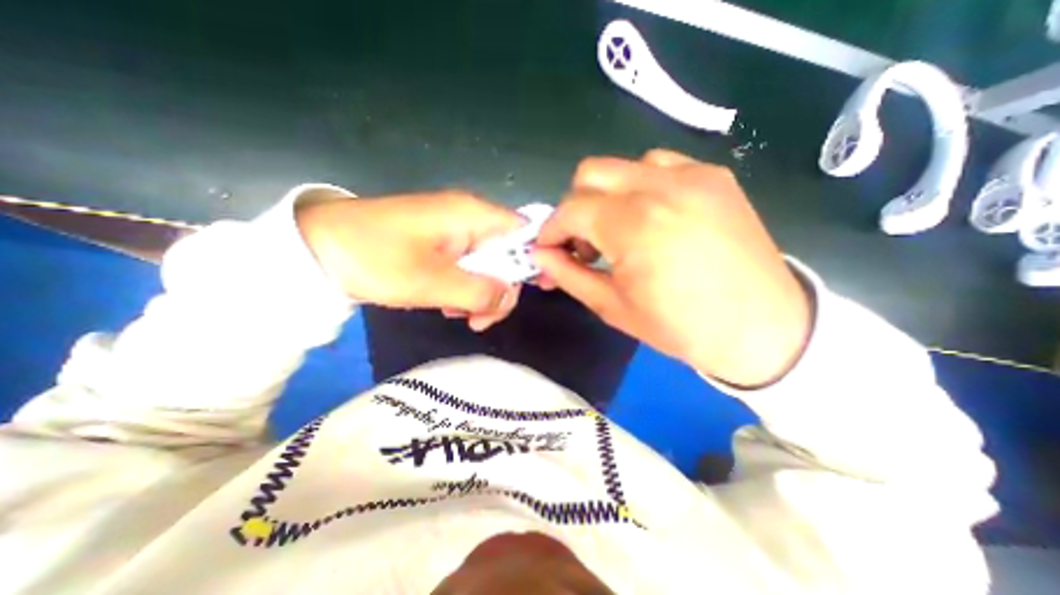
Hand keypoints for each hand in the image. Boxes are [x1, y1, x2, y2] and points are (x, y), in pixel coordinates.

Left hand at [294, 189, 526, 329]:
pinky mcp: (441, 245)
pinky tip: (446, 304)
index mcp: (472, 216)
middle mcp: (469, 219)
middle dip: (500, 289)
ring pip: (488, 265)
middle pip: (508, 254)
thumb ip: (478, 291)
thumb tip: (510, 296)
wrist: (317, 248)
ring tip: (457, 314)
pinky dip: (463, 289)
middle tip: (478, 319)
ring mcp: (454, 232)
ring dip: (480, 294)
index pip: (524, 231)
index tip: (536, 290)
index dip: (535, 258)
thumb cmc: (374, 258)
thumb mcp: (430, 282)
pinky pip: (467, 268)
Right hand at [534, 151, 813, 387]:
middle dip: (574, 207)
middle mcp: (661, 187)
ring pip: (623, 166)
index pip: (570, 210)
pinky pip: (659, 166)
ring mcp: (692, 176)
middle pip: (590, 173)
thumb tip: (540, 255)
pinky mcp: (714, 176)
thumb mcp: (612, 307)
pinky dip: (640, 187)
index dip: (550, 229)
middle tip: (583, 242)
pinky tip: (650, 217)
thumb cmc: (680, 327)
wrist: (762, 327)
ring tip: (618, 231)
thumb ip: (568, 274)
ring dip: (607, 196)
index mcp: (633, 225)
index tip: (547, 249)